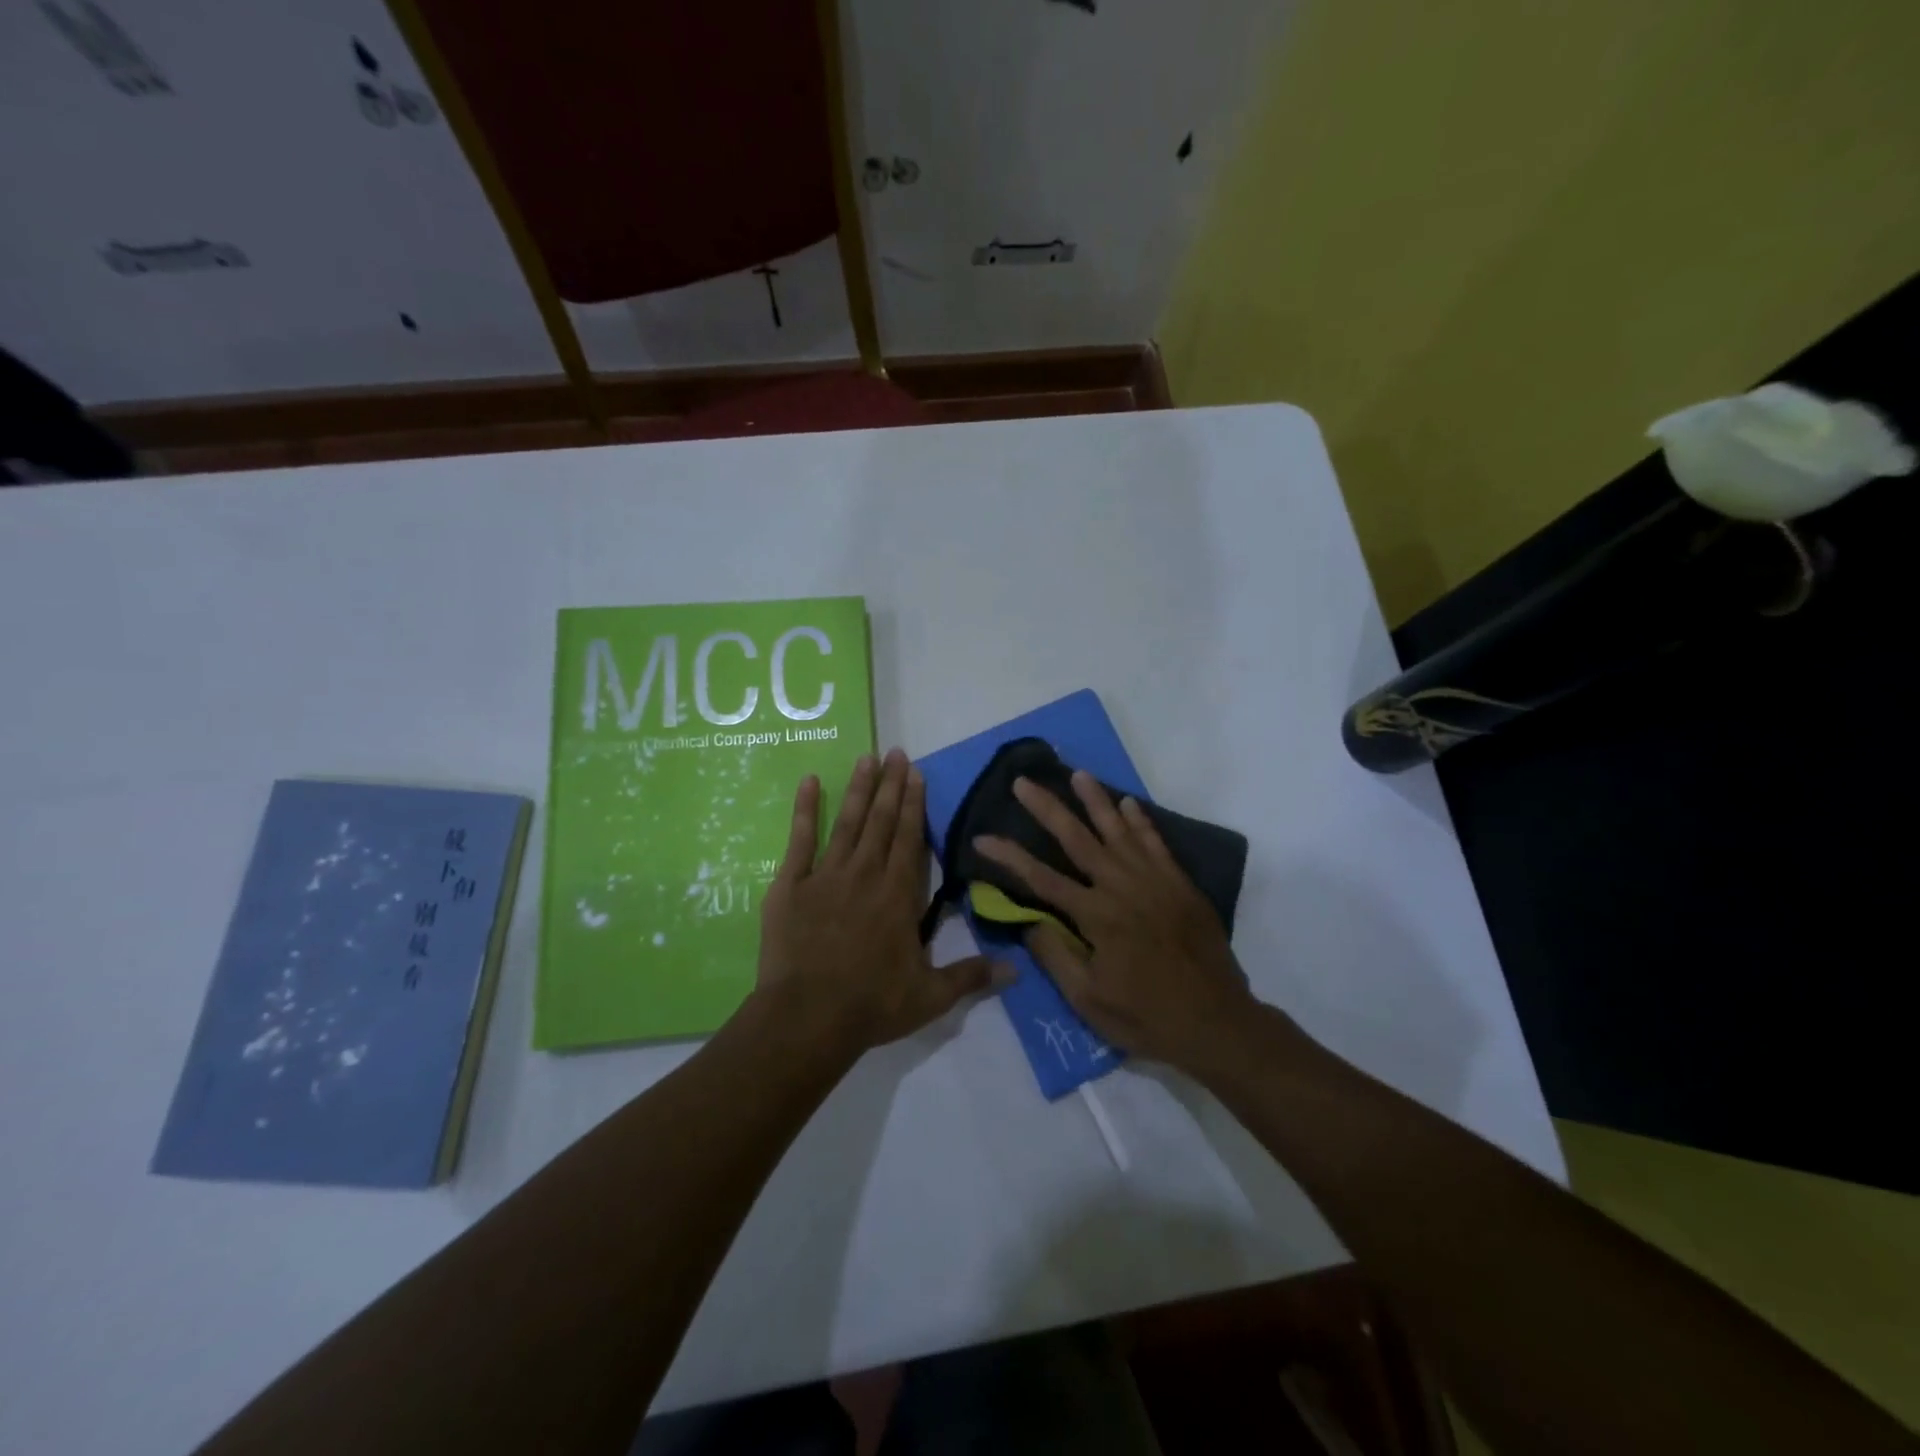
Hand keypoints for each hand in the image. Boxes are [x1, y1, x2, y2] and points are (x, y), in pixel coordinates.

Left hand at [755, 749, 1005, 1055]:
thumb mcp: (930, 996)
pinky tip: (810, 782)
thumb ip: (970, 977)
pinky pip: (800, 839)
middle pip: (881, 821)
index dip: (914, 803)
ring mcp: (825, 876)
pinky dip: (805, 809)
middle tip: (895, 752)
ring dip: (859, 789)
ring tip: (866, 758)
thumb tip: (1016, 971)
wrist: (806, 1017)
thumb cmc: (871, 1005)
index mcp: (898, 894)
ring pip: (847, 822)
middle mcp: (865, 874)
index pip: (909, 838)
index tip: (916, 773)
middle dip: (890, 785)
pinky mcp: (790, 885)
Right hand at [974, 772, 1257, 1075]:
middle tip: (1024, 782)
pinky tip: (1128, 803)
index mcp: (1096, 916)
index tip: (982, 837)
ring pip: (1119, 831)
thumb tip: (1028, 920)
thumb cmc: (1146, 1017)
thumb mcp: (1089, 1001)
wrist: (1218, 1022)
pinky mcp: (1180, 885)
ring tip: (1077, 774)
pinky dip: (1141, 821)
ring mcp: (1155, 881)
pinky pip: (1156, 843)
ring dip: (1095, 800)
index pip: (1041, 878)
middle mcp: (1122, 888)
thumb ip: (1056, 957)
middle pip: (1077, 839)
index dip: (1009, 856)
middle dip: (1047, 808)